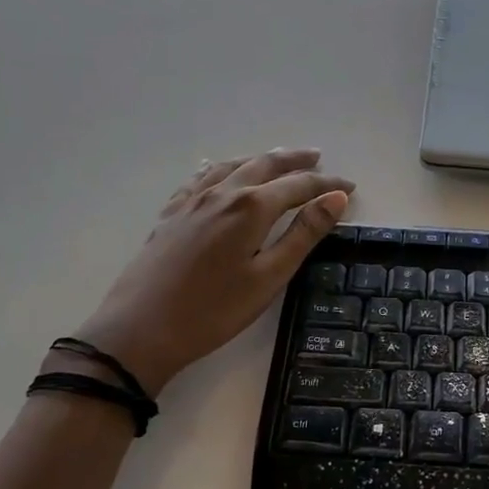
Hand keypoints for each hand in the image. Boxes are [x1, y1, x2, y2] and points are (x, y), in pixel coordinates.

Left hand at [71, 148, 354, 395]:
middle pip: (265, 165)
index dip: (327, 184)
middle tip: (318, 159)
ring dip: (260, 160)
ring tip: (278, 160)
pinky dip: (223, 168)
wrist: (139, 330)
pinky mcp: (171, 214)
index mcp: (251, 207)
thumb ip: (304, 234)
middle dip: (295, 161)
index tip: (349, 187)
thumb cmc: (214, 310)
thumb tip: (335, 199)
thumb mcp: (270, 277)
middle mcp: (223, 192)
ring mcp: (192, 200)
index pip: (299, 185)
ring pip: (233, 165)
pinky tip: (221, 171)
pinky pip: (202, 177)